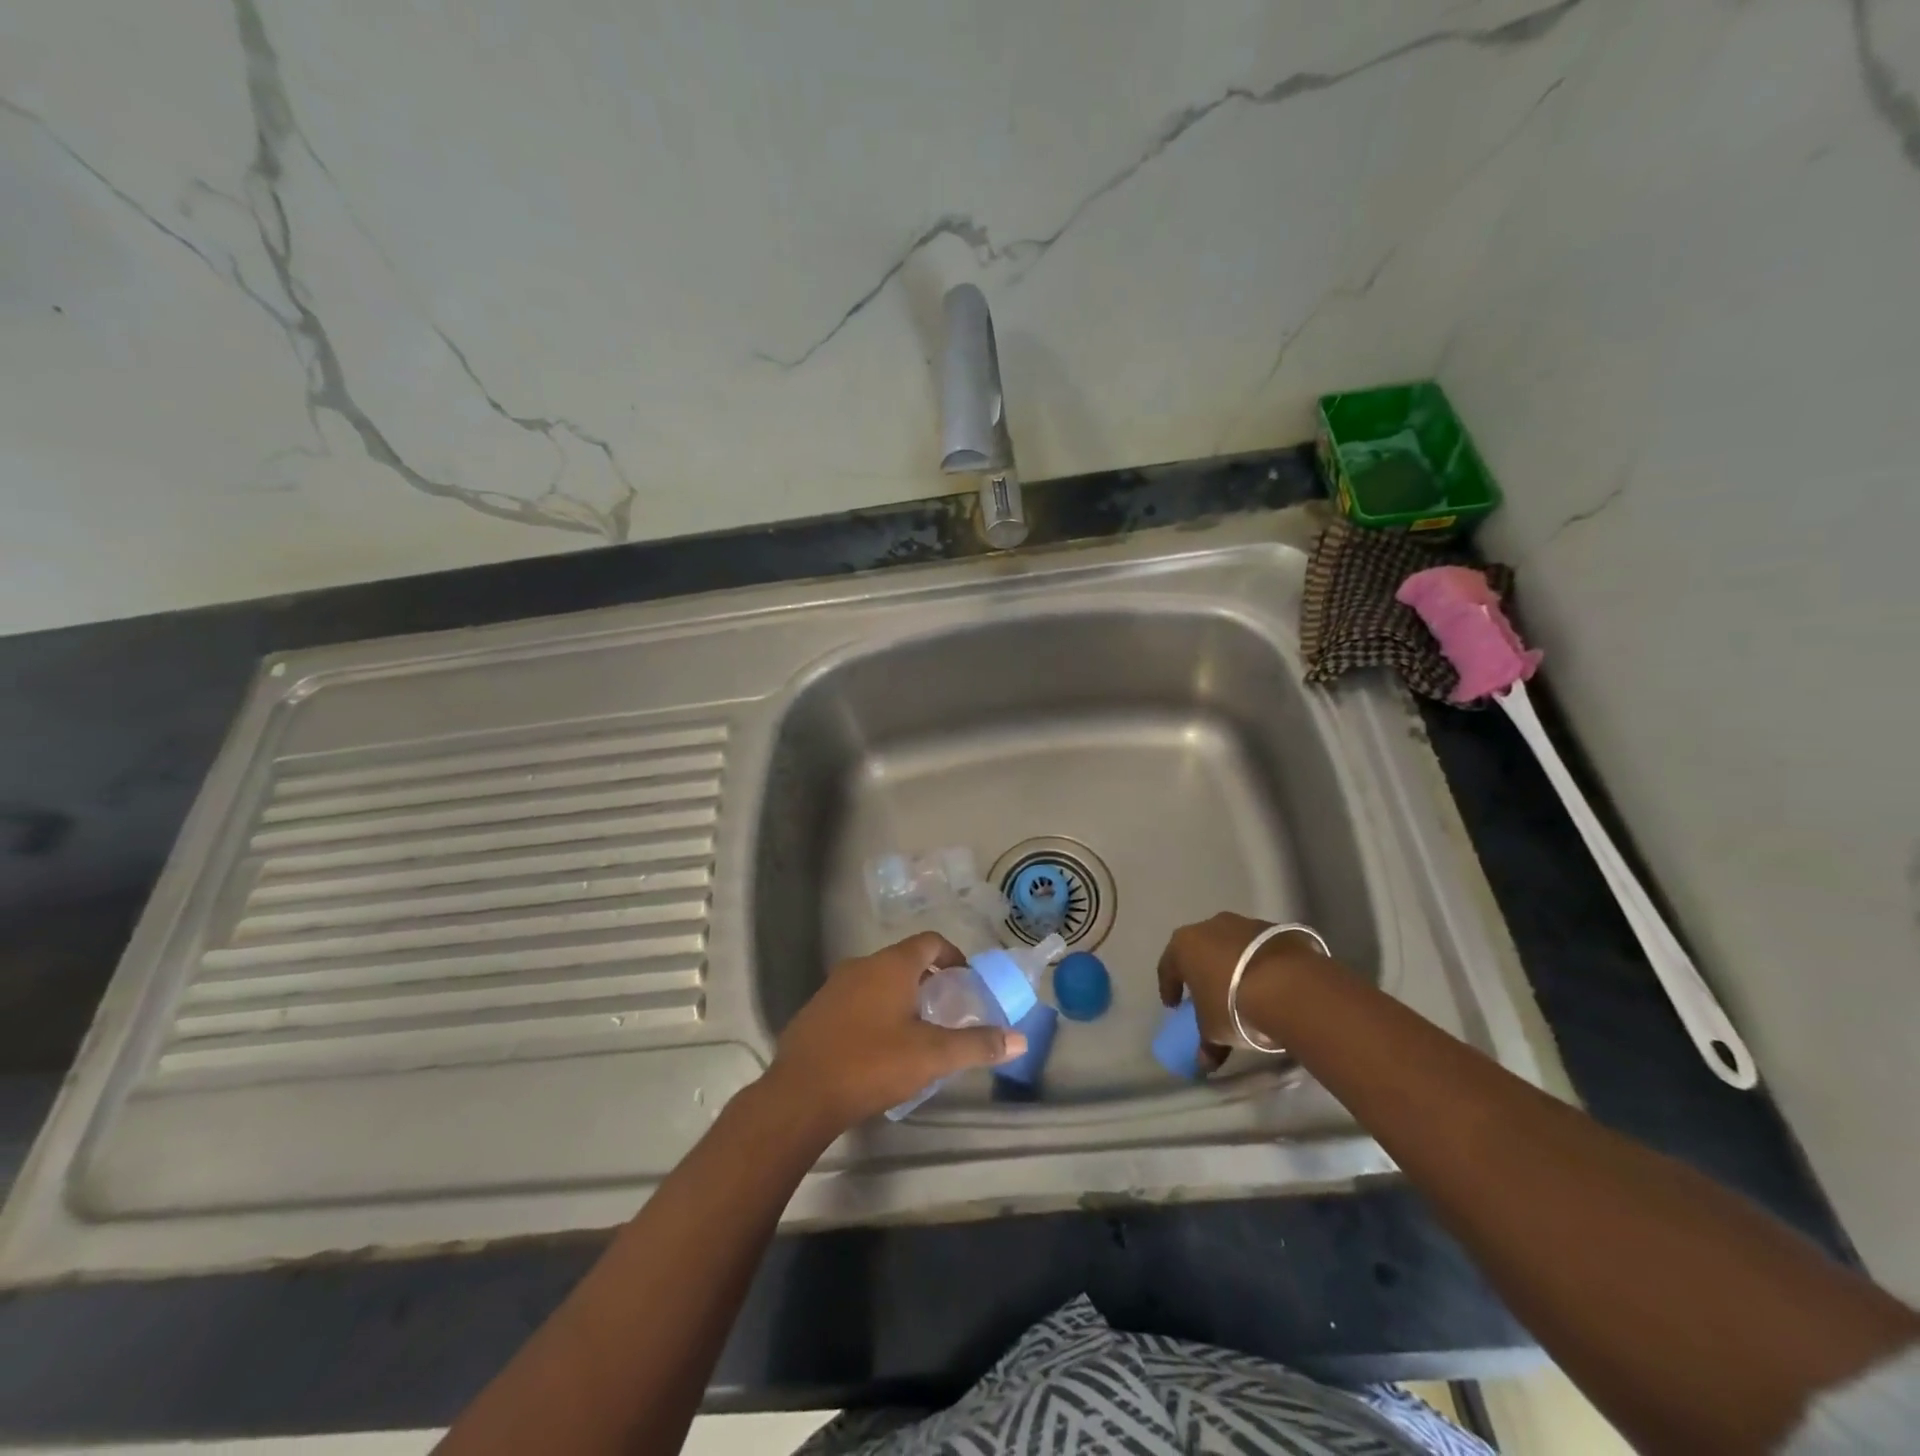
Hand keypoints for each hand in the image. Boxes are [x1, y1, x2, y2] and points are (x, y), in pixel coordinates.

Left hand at [766, 932, 1028, 1135]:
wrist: (799, 1095)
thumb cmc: (872, 1064)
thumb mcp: (932, 1056)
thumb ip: (976, 1045)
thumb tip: (1019, 1039)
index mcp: (891, 965)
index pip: (930, 941)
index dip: (952, 955)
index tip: (966, 981)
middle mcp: (861, 965)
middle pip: (903, 960)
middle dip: (928, 980)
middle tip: (946, 1010)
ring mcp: (833, 986)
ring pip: (877, 980)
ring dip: (899, 996)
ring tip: (915, 1031)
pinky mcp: (815, 1011)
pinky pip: (854, 1000)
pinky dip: (873, 1011)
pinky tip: (877, 1048)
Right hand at [1156, 912, 1324, 1062]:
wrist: (1289, 986)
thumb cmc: (1233, 1005)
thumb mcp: (1214, 1030)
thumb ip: (1206, 1044)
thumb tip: (1204, 1062)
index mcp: (1184, 945)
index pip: (1168, 967)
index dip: (1169, 987)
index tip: (1174, 1005)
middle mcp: (1210, 926)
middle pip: (1200, 950)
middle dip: (1202, 970)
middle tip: (1207, 993)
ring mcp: (1244, 924)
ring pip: (1231, 945)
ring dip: (1233, 964)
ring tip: (1242, 989)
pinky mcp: (1275, 930)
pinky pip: (1259, 949)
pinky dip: (1258, 963)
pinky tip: (1268, 984)